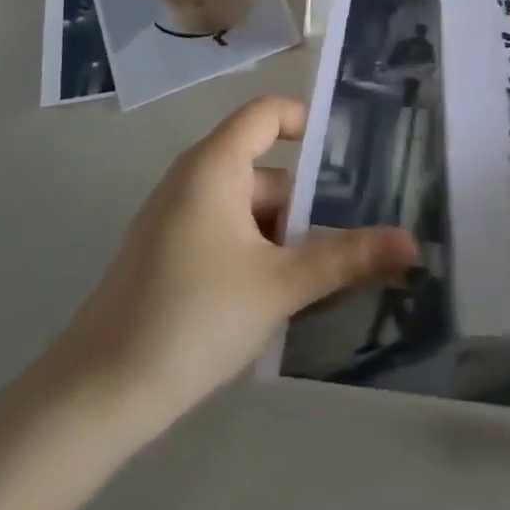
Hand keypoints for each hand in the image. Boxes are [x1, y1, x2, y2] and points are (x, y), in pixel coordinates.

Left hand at [51, 97, 417, 422]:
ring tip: (328, 277)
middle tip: (356, 239)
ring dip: (288, 238)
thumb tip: (412, 243)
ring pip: (251, 210)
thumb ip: (347, 258)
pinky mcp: (171, 254)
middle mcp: (194, 180)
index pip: (267, 113)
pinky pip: (230, 235)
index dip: (310, 122)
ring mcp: (178, 219)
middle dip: (311, 205)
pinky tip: (282, 297)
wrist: (97, 396)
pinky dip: (260, 254)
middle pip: (268, 171)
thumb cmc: (193, 317)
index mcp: (214, 166)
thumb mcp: (281, 285)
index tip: (353, 157)